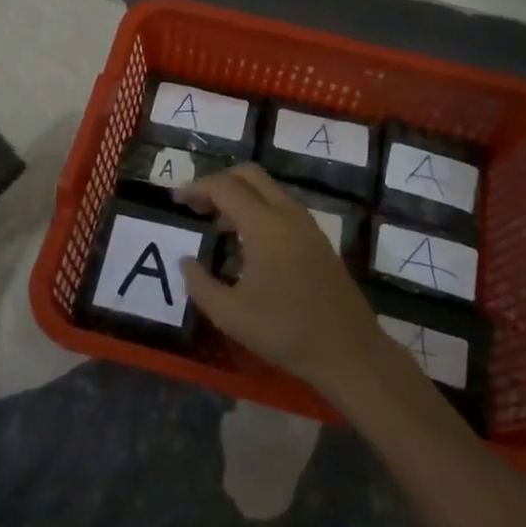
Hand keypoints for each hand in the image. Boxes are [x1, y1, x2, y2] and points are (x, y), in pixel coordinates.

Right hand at [178, 165, 390, 399]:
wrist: (349, 351)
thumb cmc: (285, 331)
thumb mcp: (230, 314)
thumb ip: (200, 284)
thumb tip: (185, 261)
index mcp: (265, 224)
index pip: (225, 187)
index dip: (197, 188)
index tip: (176, 200)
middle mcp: (288, 214)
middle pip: (250, 175)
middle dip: (219, 182)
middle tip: (197, 205)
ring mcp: (308, 225)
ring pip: (269, 190)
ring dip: (240, 196)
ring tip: (217, 225)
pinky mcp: (318, 239)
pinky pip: (282, 208)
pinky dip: (259, 210)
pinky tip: (247, 243)